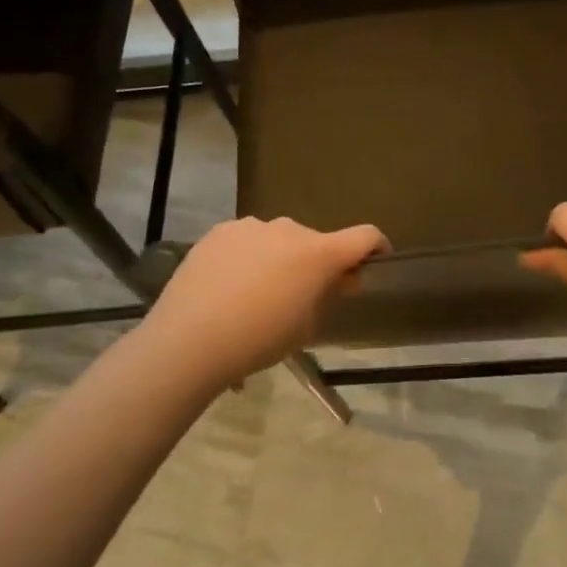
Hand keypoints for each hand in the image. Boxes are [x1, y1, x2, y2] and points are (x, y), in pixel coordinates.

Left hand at [138, 217, 387, 389]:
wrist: (189, 340)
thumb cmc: (259, 340)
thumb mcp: (305, 327)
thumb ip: (327, 296)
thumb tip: (339, 279)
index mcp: (318, 253)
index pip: (364, 236)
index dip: (377, 247)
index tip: (374, 263)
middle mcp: (289, 229)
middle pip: (315, 242)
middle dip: (316, 264)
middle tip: (302, 296)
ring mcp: (251, 226)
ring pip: (278, 240)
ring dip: (279, 259)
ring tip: (256, 294)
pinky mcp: (220, 231)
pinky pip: (246, 241)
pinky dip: (249, 257)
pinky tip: (229, 287)